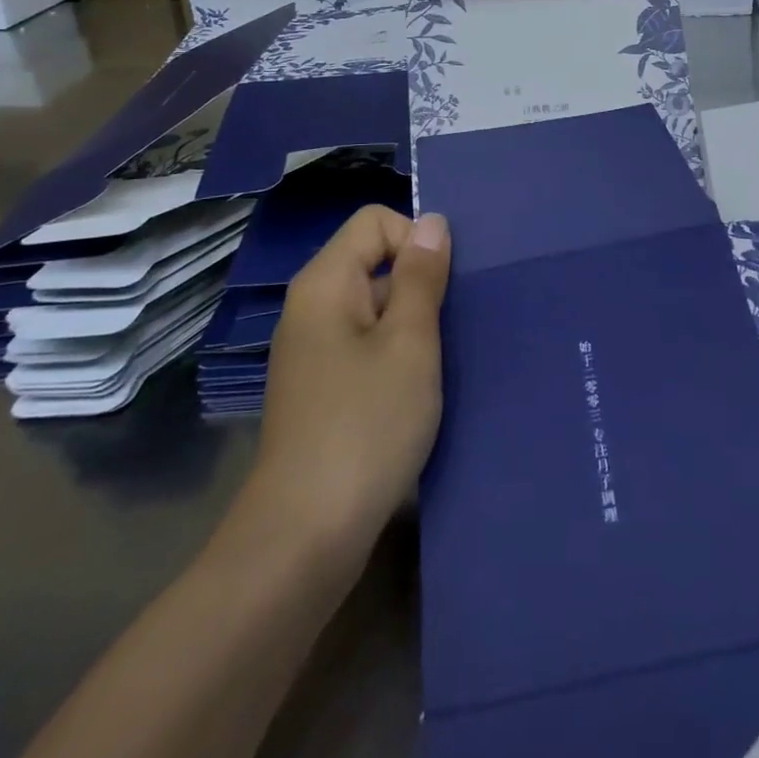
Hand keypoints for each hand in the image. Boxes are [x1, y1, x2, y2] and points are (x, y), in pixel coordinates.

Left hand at [218, 205, 450, 582]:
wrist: (305, 536)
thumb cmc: (366, 426)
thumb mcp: (410, 343)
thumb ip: (422, 277)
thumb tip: (432, 222)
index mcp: (325, 284)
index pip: (375, 221)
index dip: (416, 241)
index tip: (443, 288)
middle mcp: (313, 308)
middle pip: (374, 260)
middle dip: (420, 284)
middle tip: (453, 327)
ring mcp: (314, 351)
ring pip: (376, 307)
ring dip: (414, 324)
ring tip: (443, 361)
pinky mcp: (323, 388)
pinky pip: (367, 345)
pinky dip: (397, 355)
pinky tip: (420, 389)